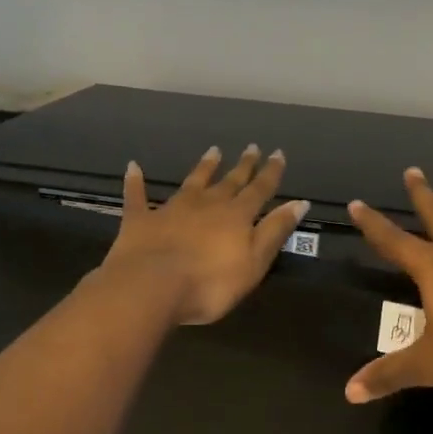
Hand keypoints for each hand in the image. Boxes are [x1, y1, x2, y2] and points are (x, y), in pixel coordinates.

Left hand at [100, 144, 309, 326]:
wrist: (152, 286)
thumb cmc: (210, 283)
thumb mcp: (254, 262)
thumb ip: (275, 231)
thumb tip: (299, 203)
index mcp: (236, 216)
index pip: (259, 190)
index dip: (271, 173)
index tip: (278, 154)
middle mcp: (206, 204)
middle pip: (229, 181)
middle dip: (243, 166)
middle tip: (252, 147)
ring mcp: (172, 209)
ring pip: (193, 181)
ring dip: (204, 166)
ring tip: (214, 151)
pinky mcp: (141, 219)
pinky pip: (138, 196)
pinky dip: (136, 181)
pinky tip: (133, 167)